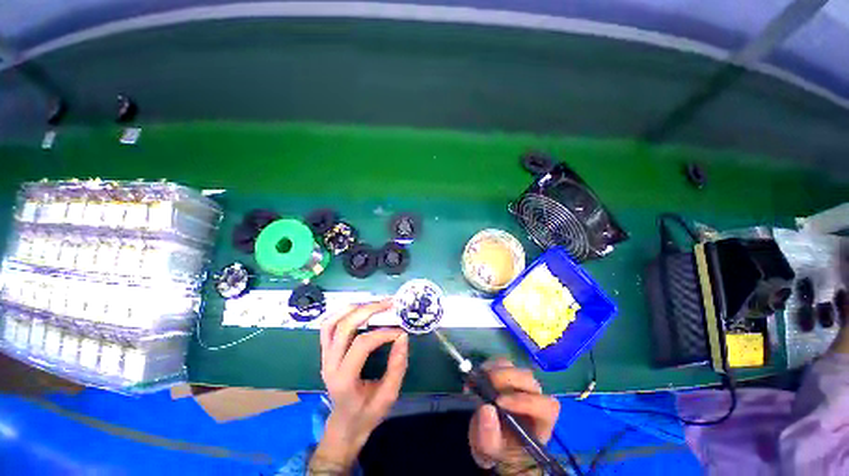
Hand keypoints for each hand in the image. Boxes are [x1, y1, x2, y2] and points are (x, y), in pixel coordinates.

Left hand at [310, 300, 408, 472]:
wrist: (343, 426)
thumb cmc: (367, 414)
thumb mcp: (388, 395)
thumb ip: (397, 366)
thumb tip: (403, 336)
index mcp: (344, 379)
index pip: (362, 344)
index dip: (383, 333)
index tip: (400, 330)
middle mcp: (330, 364)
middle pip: (344, 327)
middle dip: (368, 310)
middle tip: (388, 303)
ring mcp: (324, 357)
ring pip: (332, 323)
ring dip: (353, 308)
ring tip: (374, 302)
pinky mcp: (325, 352)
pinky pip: (328, 327)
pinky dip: (341, 313)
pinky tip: (357, 309)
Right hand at [468, 358, 559, 471]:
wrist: (492, 439)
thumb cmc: (498, 450)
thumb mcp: (490, 452)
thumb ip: (489, 437)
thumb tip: (487, 408)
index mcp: (541, 422)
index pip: (546, 406)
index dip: (526, 401)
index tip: (499, 402)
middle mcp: (535, 399)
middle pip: (530, 381)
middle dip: (508, 378)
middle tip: (487, 382)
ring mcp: (521, 385)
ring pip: (516, 368)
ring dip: (497, 369)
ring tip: (480, 378)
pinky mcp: (507, 374)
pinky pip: (503, 363)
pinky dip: (490, 365)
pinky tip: (480, 374)